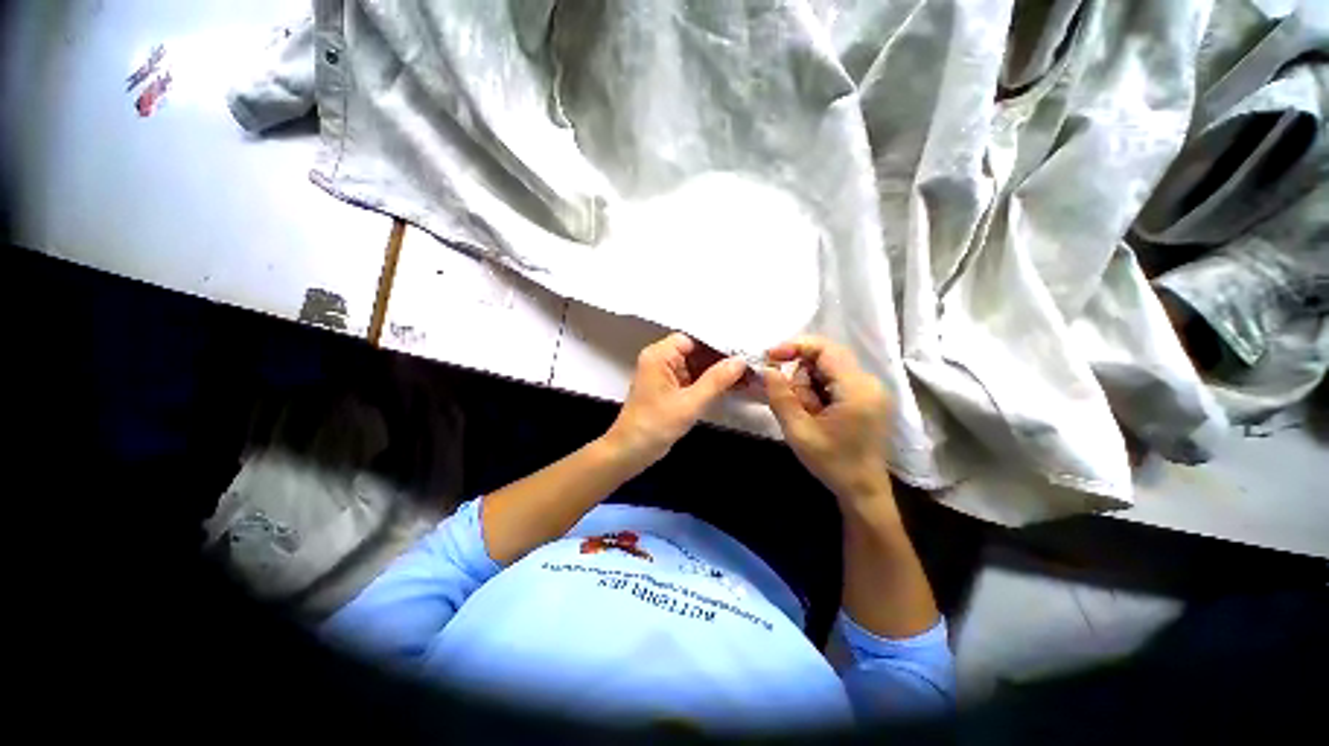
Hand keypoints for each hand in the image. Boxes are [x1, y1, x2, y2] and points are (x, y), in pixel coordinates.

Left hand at [605, 333, 747, 464]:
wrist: (631, 452)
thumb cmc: (655, 425)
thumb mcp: (689, 403)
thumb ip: (716, 380)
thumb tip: (740, 361)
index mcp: (659, 355)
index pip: (693, 339)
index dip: (717, 343)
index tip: (742, 350)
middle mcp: (661, 360)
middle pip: (696, 351)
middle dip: (721, 359)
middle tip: (750, 363)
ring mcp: (665, 375)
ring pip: (696, 365)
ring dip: (718, 372)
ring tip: (747, 375)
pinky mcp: (670, 389)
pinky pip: (693, 379)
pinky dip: (710, 383)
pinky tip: (732, 386)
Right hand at [763, 336, 892, 502]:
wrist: (863, 491)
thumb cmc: (832, 463)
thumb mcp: (798, 431)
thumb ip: (780, 396)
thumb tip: (768, 369)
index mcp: (857, 389)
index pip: (826, 349)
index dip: (796, 346)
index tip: (771, 357)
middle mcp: (869, 383)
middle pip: (827, 358)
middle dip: (801, 374)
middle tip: (791, 401)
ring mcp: (871, 390)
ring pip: (829, 369)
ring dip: (809, 385)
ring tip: (806, 413)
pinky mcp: (868, 398)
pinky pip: (836, 381)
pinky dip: (818, 391)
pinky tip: (815, 413)